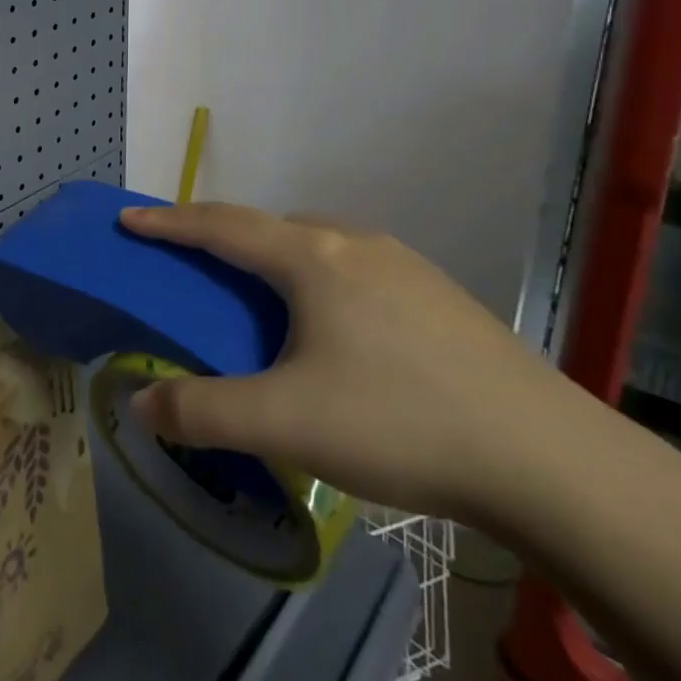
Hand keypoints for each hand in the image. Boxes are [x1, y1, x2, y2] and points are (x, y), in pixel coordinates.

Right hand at [118, 203, 567, 523]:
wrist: (551, 460)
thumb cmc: (401, 423)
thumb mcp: (284, 423)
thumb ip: (201, 412)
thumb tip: (140, 404)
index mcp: (313, 258)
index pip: (221, 226)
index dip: (169, 222)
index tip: (129, 219)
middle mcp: (356, 243)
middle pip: (270, 227)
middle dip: (223, 239)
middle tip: (194, 268)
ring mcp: (405, 266)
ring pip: (318, 246)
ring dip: (275, 260)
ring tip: (263, 304)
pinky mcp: (440, 296)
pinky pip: (355, 269)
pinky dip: (319, 282)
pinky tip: (335, 333)